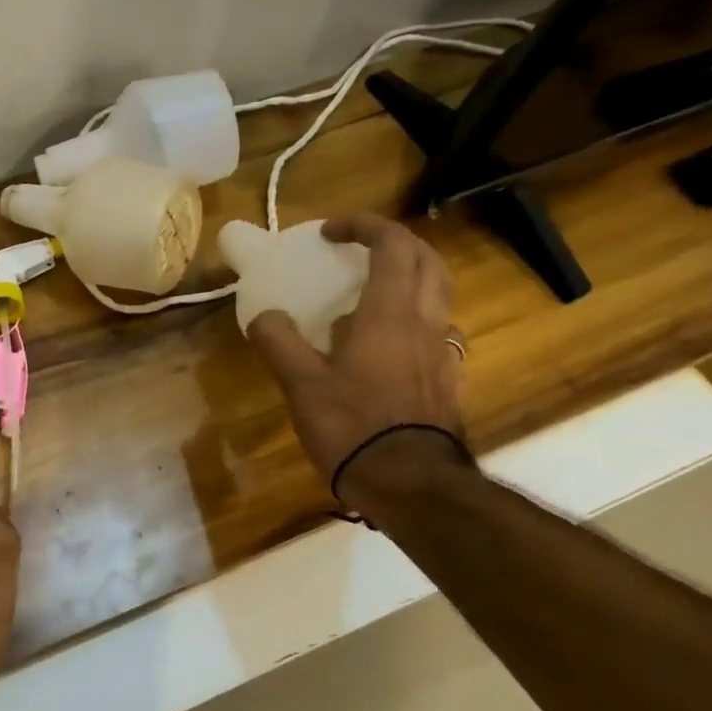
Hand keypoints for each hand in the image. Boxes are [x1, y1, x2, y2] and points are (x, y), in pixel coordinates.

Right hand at [247, 214, 466, 503]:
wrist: (411, 485)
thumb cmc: (353, 426)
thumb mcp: (300, 383)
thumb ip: (278, 340)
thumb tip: (264, 314)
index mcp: (390, 313)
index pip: (392, 244)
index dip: (362, 225)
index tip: (329, 231)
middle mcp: (426, 321)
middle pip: (427, 260)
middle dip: (394, 243)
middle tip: (357, 250)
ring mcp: (443, 351)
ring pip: (437, 294)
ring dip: (408, 277)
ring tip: (370, 293)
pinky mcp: (447, 379)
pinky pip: (435, 329)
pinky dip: (412, 316)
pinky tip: (385, 344)